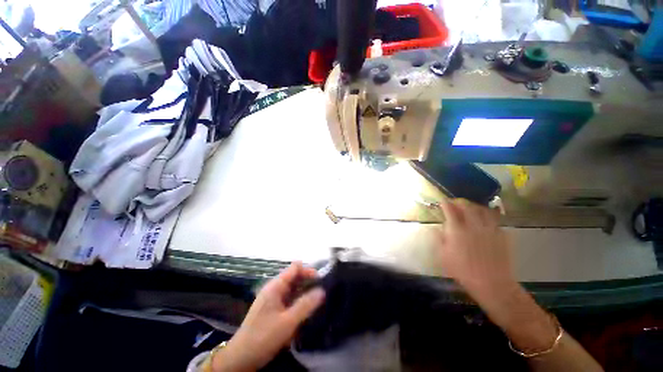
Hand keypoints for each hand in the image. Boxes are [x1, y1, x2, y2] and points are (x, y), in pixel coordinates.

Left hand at [213, 262, 324, 371]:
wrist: (240, 358)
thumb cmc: (263, 337)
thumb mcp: (287, 322)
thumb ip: (305, 305)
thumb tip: (322, 290)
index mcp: (276, 286)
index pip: (295, 268)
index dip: (309, 270)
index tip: (321, 280)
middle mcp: (274, 288)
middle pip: (294, 277)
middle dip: (308, 281)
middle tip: (322, 292)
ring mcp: (273, 298)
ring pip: (292, 288)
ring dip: (304, 291)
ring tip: (317, 300)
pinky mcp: (273, 308)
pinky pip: (289, 298)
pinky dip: (298, 300)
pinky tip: (306, 309)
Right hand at [436, 199, 515, 297]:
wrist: (492, 283)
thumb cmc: (463, 271)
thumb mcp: (444, 256)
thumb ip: (439, 239)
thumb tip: (435, 228)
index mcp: (457, 229)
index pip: (450, 210)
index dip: (445, 203)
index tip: (442, 201)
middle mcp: (474, 225)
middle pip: (467, 206)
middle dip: (459, 201)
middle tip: (455, 202)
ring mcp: (490, 229)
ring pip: (483, 210)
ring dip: (474, 206)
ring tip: (470, 207)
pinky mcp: (502, 235)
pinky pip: (494, 220)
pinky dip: (488, 216)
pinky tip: (485, 221)